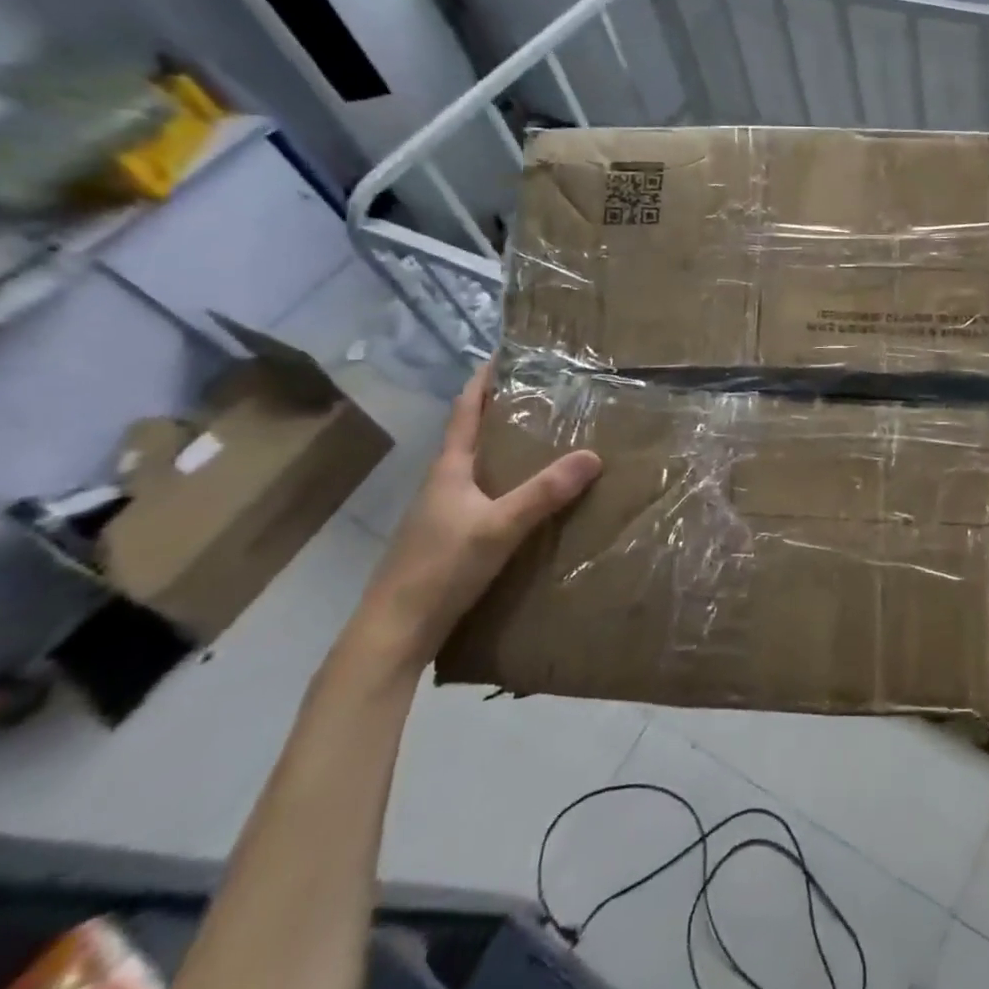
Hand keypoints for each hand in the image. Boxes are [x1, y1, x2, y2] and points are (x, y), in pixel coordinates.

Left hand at [350, 364, 600, 674]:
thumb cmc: (440, 568)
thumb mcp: (499, 526)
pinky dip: (507, 486)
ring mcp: (443, 515)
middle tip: (544, 398)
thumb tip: (594, 454)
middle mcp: (443, 485)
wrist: (394, 632)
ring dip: (506, 452)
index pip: (464, 412)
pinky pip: (483, 498)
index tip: (504, 356)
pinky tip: (529, 501)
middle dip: (503, 414)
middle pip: (472, 437)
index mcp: (448, 470)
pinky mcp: (449, 541)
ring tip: (546, 443)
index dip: (482, 383)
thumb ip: (544, 493)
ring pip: (478, 470)